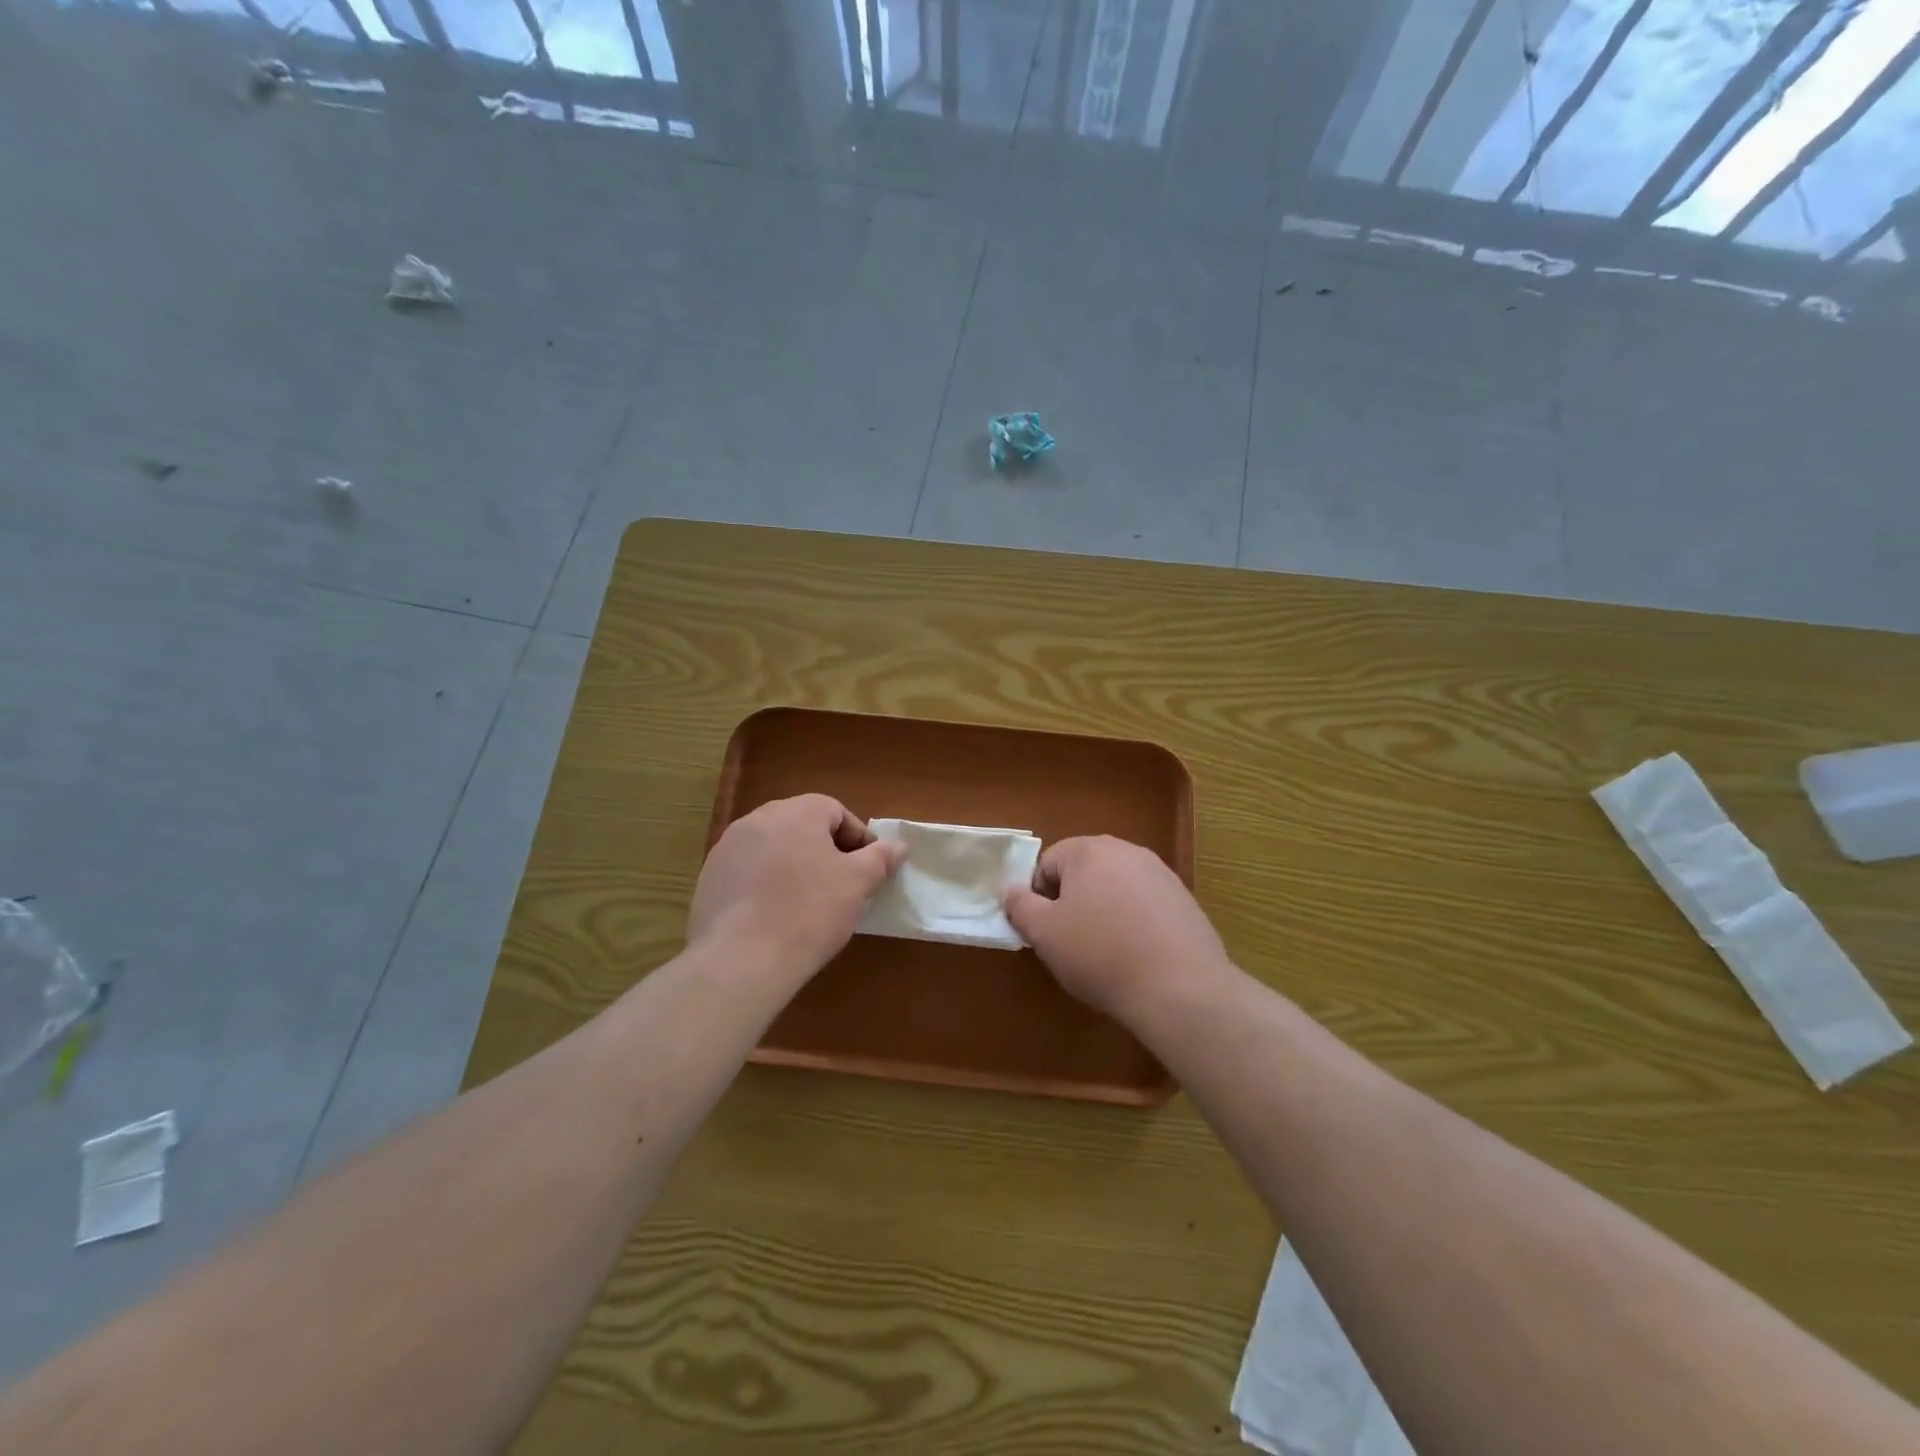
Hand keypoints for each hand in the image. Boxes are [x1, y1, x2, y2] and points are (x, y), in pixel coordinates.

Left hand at [688, 794, 903, 978]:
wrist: (742, 960)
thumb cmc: (810, 911)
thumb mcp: (857, 883)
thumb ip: (880, 858)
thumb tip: (898, 846)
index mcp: (796, 812)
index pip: (835, 811)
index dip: (857, 838)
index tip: (868, 869)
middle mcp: (757, 819)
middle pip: (801, 826)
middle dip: (825, 850)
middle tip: (841, 885)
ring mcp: (726, 848)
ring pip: (772, 848)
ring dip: (793, 866)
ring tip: (807, 903)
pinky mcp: (708, 879)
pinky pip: (747, 872)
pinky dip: (764, 885)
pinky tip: (774, 916)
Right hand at [1003, 835, 1228, 1018]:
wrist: (1180, 988)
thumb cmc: (1100, 954)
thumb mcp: (1045, 934)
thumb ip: (1020, 905)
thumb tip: (1009, 889)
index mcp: (1089, 850)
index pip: (1047, 864)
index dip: (1038, 898)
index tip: (1045, 932)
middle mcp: (1126, 851)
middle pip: (1083, 872)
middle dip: (1072, 902)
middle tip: (1071, 943)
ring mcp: (1161, 873)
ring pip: (1115, 888)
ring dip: (1103, 912)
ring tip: (1105, 953)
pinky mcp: (1184, 900)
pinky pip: (1144, 905)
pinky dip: (1134, 923)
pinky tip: (1137, 956)